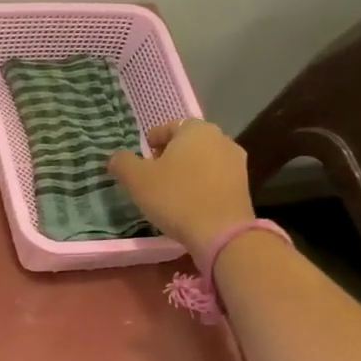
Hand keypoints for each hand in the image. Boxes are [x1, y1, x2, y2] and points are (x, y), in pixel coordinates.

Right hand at [108, 119, 256, 259]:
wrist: (221, 233)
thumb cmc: (176, 198)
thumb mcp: (137, 180)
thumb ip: (122, 163)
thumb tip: (116, 157)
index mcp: (195, 129)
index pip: (168, 127)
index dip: (151, 143)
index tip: (141, 161)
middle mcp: (220, 138)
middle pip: (188, 143)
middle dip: (170, 156)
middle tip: (153, 177)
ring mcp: (236, 162)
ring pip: (203, 161)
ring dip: (187, 171)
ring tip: (171, 192)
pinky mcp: (244, 185)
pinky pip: (215, 178)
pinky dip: (201, 185)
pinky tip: (190, 203)